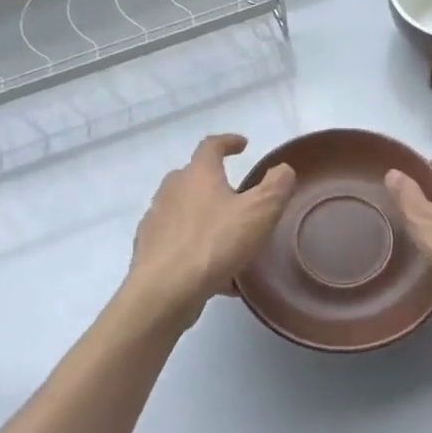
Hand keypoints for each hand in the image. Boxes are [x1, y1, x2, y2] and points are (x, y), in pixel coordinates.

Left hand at [121, 134, 295, 329]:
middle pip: (192, 176)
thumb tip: (283, 170)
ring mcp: (156, 219)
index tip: (243, 145)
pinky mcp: (148, 249)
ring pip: (183, 210)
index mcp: (198, 174)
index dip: (228, 142)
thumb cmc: (215, 243)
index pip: (211, 146)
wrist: (164, 290)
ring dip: (204, 216)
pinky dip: (195, 247)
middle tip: (235, 194)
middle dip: (213, 181)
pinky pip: (177, 241)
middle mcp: (172, 190)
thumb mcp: (260, 212)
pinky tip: (214, 272)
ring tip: (226, 237)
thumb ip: (276, 186)